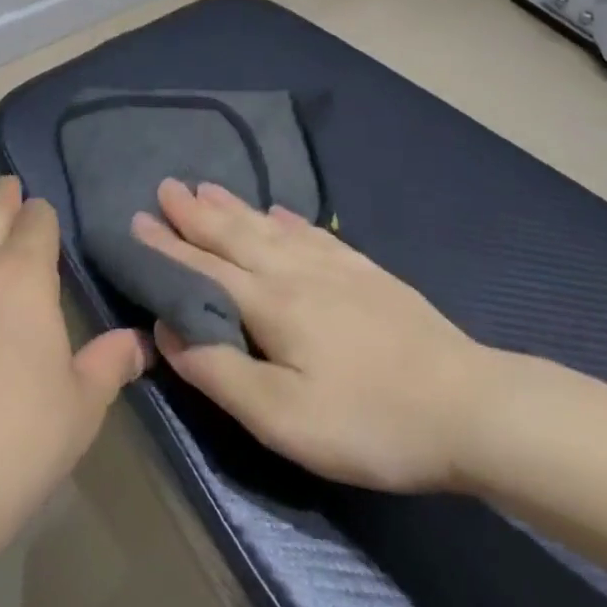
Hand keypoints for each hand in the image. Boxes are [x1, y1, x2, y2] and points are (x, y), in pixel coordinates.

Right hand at [134, 180, 496, 493]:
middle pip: (235, 236)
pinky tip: (281, 212)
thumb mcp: (283, 419)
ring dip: (235, 207)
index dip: (167, 247)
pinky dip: (290, 219)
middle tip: (167, 185)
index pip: (203, 269)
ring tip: (208, 187)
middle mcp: (296, 273)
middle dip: (196, 213)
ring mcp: (336, 268)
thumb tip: (167, 331)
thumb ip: (219, 372)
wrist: (471, 408)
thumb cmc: (369, 421)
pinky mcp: (367, 274)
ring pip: (271, 228)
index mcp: (270, 304)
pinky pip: (315, 234)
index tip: (136, 220)